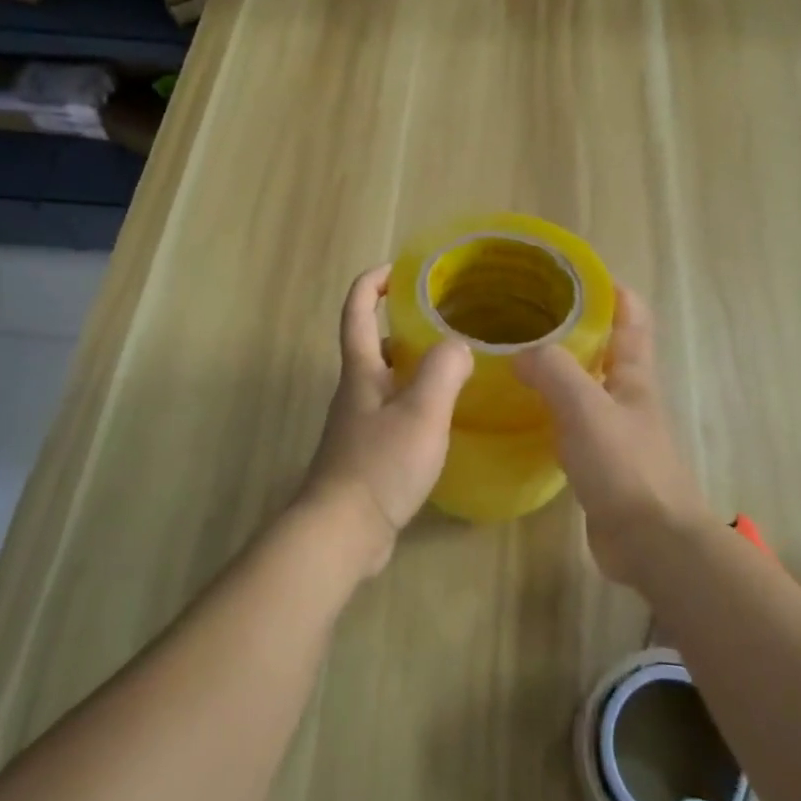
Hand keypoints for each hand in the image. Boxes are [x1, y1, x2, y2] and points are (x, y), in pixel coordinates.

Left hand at [298, 265, 474, 577]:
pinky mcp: (367, 453)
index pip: (357, 310)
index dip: (373, 282)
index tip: (400, 268)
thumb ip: (443, 371)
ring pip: (386, 380)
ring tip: (455, 365)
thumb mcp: (421, 412)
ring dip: (413, 365)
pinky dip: (417, 401)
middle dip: (402, 324)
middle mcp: (355, 391)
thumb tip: (458, 345)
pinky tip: (444, 417)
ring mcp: (359, 423)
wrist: (342, 531)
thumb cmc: (380, 464)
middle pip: (373, 343)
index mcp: (361, 371)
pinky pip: (394, 412)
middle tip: (446, 321)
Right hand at [516, 286, 708, 586]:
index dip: (613, 290)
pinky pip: (571, 424)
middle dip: (576, 327)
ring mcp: (615, 432)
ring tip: (517, 357)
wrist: (649, 541)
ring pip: (585, 387)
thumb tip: (520, 354)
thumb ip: (552, 371)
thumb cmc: (624, 465)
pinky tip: (523, 412)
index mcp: (633, 376)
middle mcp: (627, 397)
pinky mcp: (599, 463)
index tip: (577, 272)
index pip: (632, 319)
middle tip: (529, 314)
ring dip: (559, 370)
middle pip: (606, 350)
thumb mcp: (585, 407)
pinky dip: (550, 411)